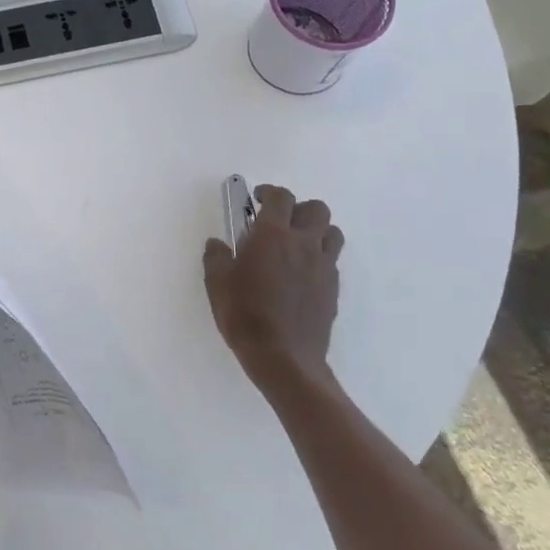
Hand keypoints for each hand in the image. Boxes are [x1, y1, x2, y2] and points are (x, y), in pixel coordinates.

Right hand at [202, 184, 343, 403]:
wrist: (283, 357)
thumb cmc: (244, 314)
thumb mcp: (217, 283)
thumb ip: (216, 257)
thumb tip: (218, 244)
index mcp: (273, 235)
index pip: (280, 197)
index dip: (269, 192)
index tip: (257, 198)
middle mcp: (303, 244)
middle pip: (316, 209)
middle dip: (298, 208)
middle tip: (279, 221)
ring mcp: (323, 267)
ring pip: (332, 232)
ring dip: (316, 231)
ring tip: (296, 245)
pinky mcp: (333, 289)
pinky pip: (332, 261)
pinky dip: (319, 258)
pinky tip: (302, 275)